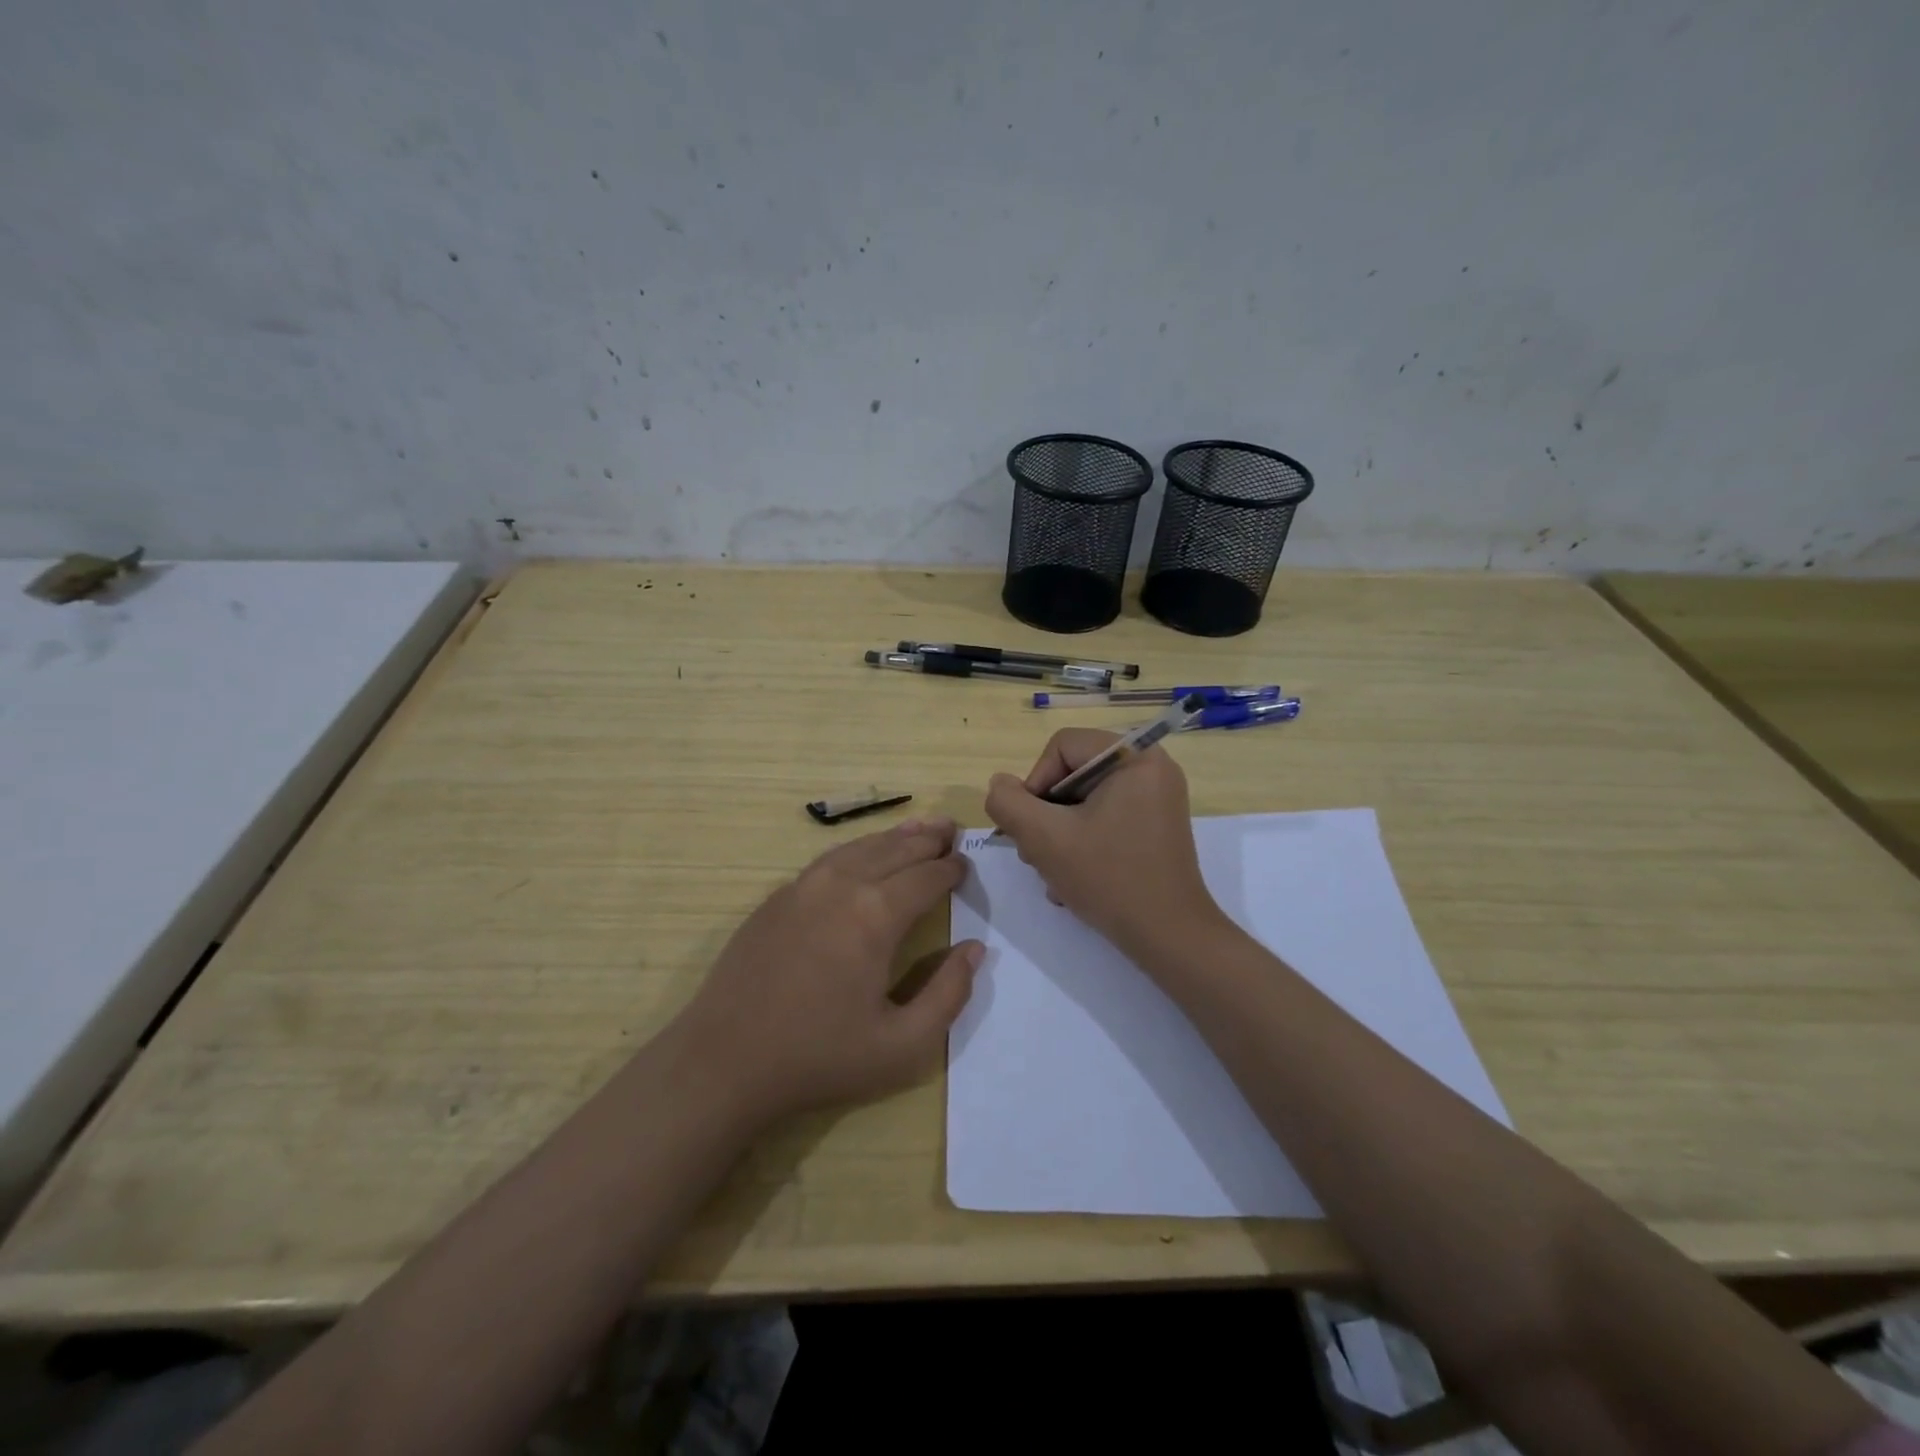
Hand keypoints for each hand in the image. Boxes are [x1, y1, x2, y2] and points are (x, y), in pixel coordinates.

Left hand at [673, 818, 981, 1124]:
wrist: (725, 1062)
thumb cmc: (819, 1058)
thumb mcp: (903, 1046)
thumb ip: (949, 994)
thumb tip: (975, 949)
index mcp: (875, 915)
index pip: (926, 877)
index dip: (951, 870)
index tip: (966, 865)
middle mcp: (840, 886)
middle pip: (894, 850)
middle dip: (927, 839)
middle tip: (951, 830)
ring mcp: (802, 887)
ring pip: (859, 847)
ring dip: (893, 837)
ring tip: (918, 828)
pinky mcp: (776, 898)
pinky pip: (828, 860)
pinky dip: (857, 849)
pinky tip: (863, 855)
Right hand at [984, 729, 1224, 955]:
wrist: (1169, 937)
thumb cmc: (1109, 879)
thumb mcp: (1045, 838)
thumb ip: (1009, 803)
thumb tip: (1000, 785)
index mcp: (1135, 756)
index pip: (1062, 747)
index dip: (1035, 783)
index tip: (1031, 826)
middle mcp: (1152, 768)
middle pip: (1073, 773)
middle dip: (1046, 814)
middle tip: (1035, 854)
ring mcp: (1157, 798)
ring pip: (1085, 800)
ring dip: (1059, 834)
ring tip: (1053, 872)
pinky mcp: (1156, 825)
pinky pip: (1105, 817)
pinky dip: (1083, 842)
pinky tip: (1073, 878)